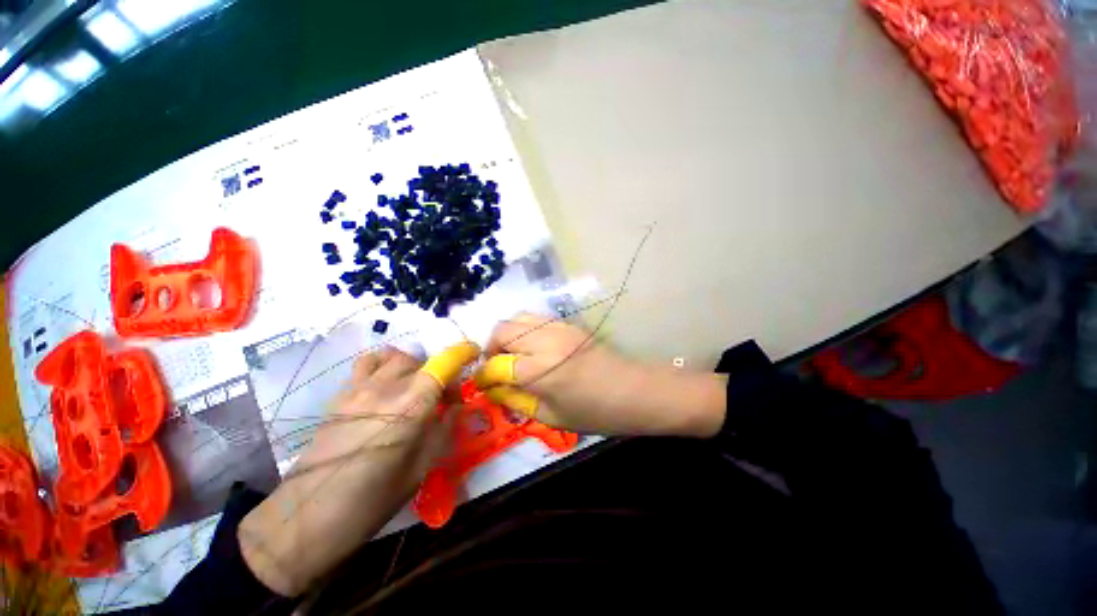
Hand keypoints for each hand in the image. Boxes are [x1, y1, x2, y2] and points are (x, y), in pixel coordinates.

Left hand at [239, 343, 477, 596]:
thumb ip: (445, 428)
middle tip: (440, 398)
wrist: (307, 519)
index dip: (462, 353)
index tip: (474, 355)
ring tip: (412, 388)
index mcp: (412, 405)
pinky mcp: (340, 396)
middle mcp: (386, 387)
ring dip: (411, 366)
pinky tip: (384, 387)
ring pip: (393, 356)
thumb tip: (456, 405)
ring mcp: (358, 389)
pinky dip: (383, 365)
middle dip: (437, 372)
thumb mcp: (422, 468)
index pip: (443, 363)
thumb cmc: (373, 500)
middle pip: (420, 359)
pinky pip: (366, 365)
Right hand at [475, 313, 725, 437]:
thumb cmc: (596, 412)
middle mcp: (546, 341)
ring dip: (506, 335)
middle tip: (495, 367)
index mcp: (541, 371)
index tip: (483, 385)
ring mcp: (558, 327)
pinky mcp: (568, 323)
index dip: (484, 376)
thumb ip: (517, 400)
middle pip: (502, 331)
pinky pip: (535, 318)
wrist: (636, 390)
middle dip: (490, 349)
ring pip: (517, 318)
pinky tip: (531, 346)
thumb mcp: (552, 417)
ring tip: (510, 354)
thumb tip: (493, 389)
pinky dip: (523, 329)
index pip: (497, 365)